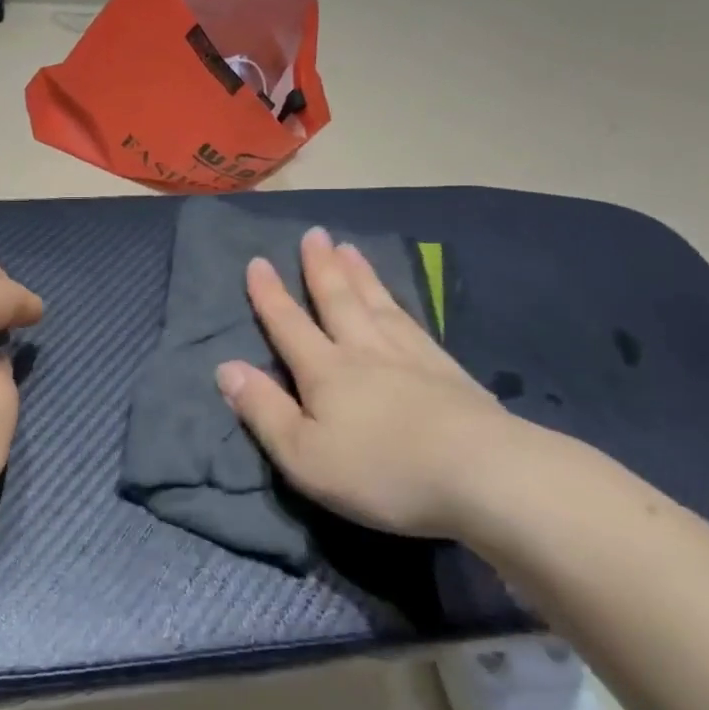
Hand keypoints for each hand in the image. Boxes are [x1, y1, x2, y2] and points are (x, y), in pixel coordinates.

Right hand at [215, 227, 523, 538]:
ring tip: (349, 248)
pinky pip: (415, 324)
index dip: (270, 295)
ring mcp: (412, 358)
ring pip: (378, 305)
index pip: (289, 325)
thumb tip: (225, 368)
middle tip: (314, 234)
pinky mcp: (449, 373)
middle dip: (320, 268)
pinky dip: (400, 304)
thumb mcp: (303, 455)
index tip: (257, 262)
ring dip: (360, 275)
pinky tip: (400, 301)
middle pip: (338, 301)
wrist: (483, 475)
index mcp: (326, 372)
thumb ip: (263, 410)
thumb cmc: (381, 471)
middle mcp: (365, 352)